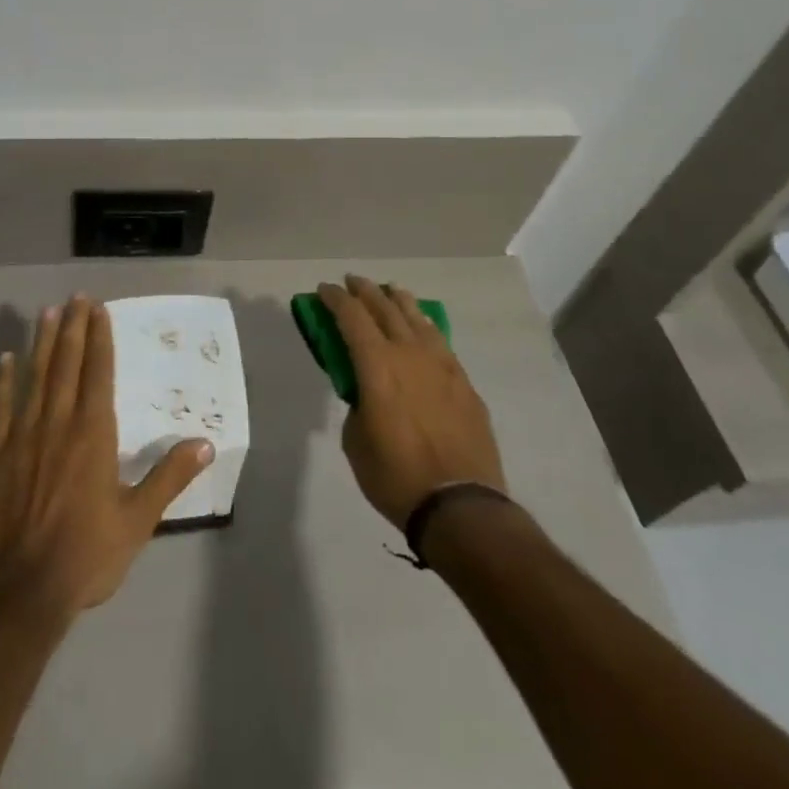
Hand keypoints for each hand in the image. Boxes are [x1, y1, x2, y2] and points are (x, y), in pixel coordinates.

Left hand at [0, 296, 212, 619]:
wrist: (20, 591)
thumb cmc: (86, 554)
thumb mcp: (138, 520)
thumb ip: (170, 477)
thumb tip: (206, 444)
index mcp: (93, 433)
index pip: (98, 372)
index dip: (99, 338)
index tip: (99, 309)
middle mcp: (58, 422)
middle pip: (66, 363)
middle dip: (72, 327)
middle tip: (75, 297)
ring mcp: (23, 435)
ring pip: (35, 376)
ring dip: (42, 342)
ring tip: (47, 312)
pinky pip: (0, 407)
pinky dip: (3, 381)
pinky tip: (6, 360)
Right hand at [321, 276, 506, 529]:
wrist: (461, 505)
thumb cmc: (396, 476)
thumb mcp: (356, 441)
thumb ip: (358, 405)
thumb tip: (367, 394)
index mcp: (377, 365)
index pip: (352, 317)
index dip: (335, 299)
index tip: (325, 289)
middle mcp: (409, 354)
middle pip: (385, 308)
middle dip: (365, 291)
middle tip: (352, 282)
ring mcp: (441, 365)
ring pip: (417, 318)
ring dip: (399, 300)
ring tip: (390, 291)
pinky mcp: (463, 382)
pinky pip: (439, 341)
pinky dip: (424, 326)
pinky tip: (422, 327)